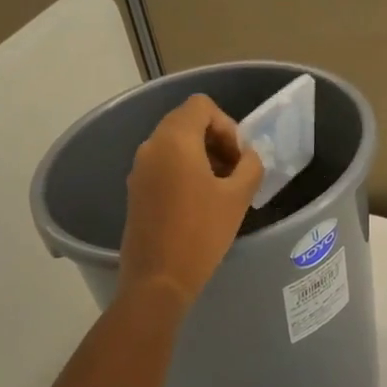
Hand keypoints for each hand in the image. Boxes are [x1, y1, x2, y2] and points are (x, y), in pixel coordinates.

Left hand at [118, 95, 263, 311]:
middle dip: (215, 139)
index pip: (201, 106)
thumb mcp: (238, 197)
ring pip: (175, 144)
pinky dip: (184, 171)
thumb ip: (250, 166)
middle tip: (235, 171)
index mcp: (175, 140)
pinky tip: (200, 202)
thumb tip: (248, 156)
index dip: (226, 124)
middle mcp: (151, 146)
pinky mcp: (135, 190)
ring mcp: (139, 169)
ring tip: (221, 188)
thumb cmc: (201, 233)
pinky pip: (163, 164)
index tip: (238, 156)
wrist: (158, 280)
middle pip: (187, 122)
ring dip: (202, 156)